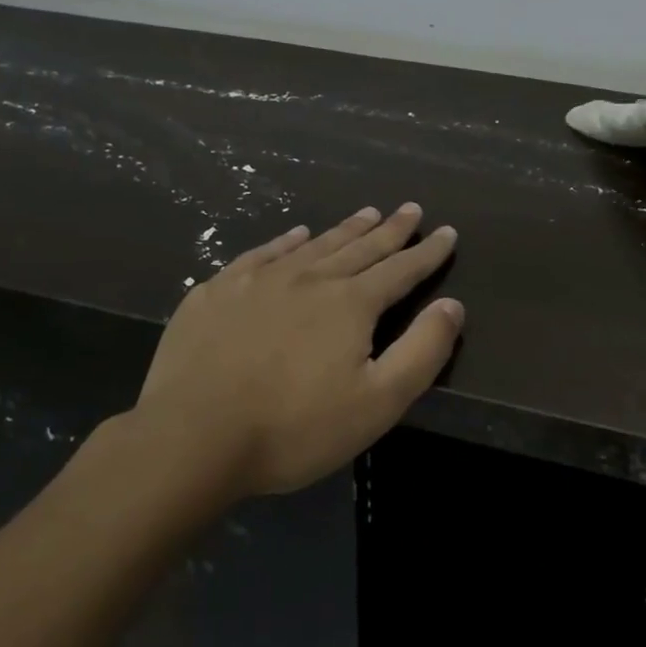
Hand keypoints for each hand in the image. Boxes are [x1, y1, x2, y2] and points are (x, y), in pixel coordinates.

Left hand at [126, 204, 462, 496]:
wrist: (192, 438)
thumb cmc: (294, 428)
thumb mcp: (378, 402)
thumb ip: (422, 351)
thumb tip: (452, 305)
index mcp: (350, 303)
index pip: (401, 269)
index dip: (428, 252)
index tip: (448, 232)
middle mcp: (310, 278)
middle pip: (361, 247)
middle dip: (391, 229)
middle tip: (410, 208)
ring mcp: (259, 280)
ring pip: (315, 244)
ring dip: (346, 228)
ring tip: (367, 212)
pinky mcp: (218, 291)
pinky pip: (263, 253)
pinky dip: (287, 241)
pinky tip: (296, 234)